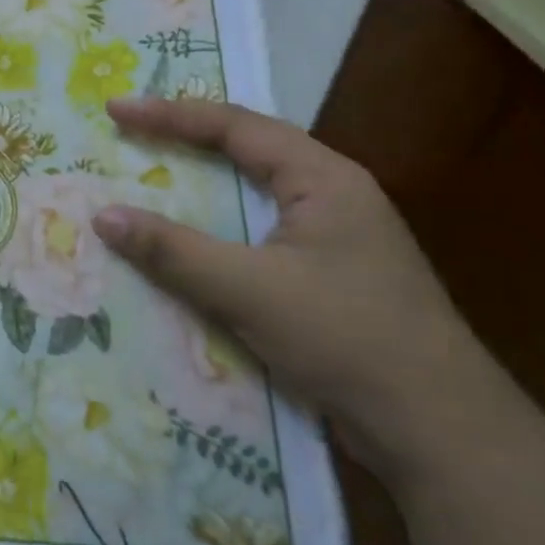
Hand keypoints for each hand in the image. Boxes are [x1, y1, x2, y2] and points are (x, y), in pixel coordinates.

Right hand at [90, 96, 505, 488]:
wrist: (441, 435)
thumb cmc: (347, 339)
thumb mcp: (249, 290)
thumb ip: (172, 250)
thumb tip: (102, 215)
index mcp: (324, 179)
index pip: (235, 126)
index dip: (170, 114)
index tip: (115, 110)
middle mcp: (331, 196)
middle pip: (246, 150)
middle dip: (184, 139)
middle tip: (128, 134)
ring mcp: (333, 239)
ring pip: (251, 195)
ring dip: (199, 186)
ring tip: (148, 178)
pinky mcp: (327, 278)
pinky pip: (256, 235)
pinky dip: (214, 230)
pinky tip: (186, 244)